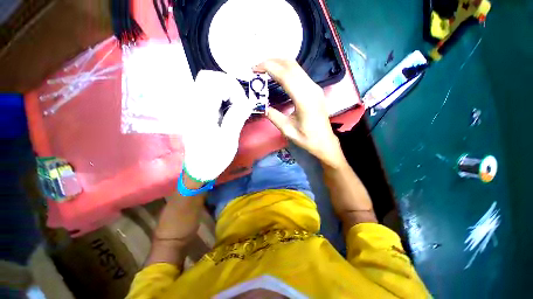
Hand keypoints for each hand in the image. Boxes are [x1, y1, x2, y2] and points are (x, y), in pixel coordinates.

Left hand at [183, 70, 253, 180]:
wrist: (198, 168)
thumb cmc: (214, 158)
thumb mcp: (229, 140)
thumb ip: (236, 118)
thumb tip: (248, 101)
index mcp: (201, 113)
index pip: (214, 82)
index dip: (233, 88)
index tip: (243, 104)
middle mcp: (193, 105)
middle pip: (208, 77)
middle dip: (229, 85)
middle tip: (239, 102)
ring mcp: (193, 107)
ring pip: (207, 83)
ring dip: (226, 90)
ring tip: (236, 105)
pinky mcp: (196, 110)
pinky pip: (208, 92)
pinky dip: (221, 95)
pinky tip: (228, 108)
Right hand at [253, 59, 345, 167]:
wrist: (325, 141)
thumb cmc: (307, 138)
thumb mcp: (287, 130)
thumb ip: (273, 116)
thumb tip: (262, 105)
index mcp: (304, 100)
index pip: (285, 75)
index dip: (269, 68)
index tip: (254, 69)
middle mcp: (311, 89)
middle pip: (291, 66)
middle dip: (272, 62)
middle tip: (257, 67)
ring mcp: (315, 87)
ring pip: (296, 67)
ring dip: (279, 64)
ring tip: (265, 69)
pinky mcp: (315, 89)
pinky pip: (300, 73)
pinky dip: (286, 70)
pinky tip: (278, 75)